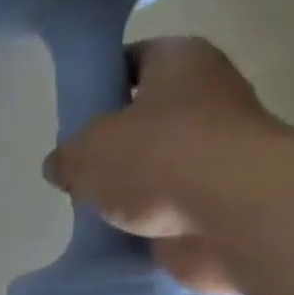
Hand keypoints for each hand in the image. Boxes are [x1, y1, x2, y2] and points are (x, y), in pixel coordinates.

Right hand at [42, 37, 289, 294]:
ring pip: (155, 166)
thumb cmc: (158, 157)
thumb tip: (62, 166)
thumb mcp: (87, 150)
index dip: (99, 83)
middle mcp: (206, 96)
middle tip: (76, 168)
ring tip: (91, 208)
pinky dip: (145, 222)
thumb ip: (67, 156)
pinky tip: (116, 235)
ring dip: (127, 188)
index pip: (132, 59)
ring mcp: (215, 151)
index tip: (72, 115)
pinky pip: (167, 207)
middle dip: (110, 145)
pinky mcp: (217, 199)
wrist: (232, 214)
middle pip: (143, 117)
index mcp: (180, 59)